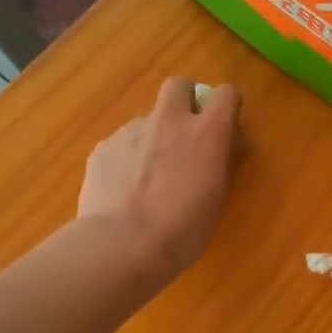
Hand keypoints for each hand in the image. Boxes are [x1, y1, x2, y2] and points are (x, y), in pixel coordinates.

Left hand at [78, 77, 239, 281]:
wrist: (122, 246)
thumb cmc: (183, 230)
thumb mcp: (217, 198)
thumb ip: (222, 163)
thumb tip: (228, 146)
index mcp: (207, 133)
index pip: (226, 93)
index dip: (227, 107)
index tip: (225, 127)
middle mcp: (169, 120)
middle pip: (179, 85)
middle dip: (185, 101)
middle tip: (185, 134)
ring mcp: (131, 131)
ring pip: (147, 119)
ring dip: (153, 136)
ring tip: (148, 178)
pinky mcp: (103, 147)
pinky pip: (121, 143)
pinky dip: (127, 159)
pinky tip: (124, 191)